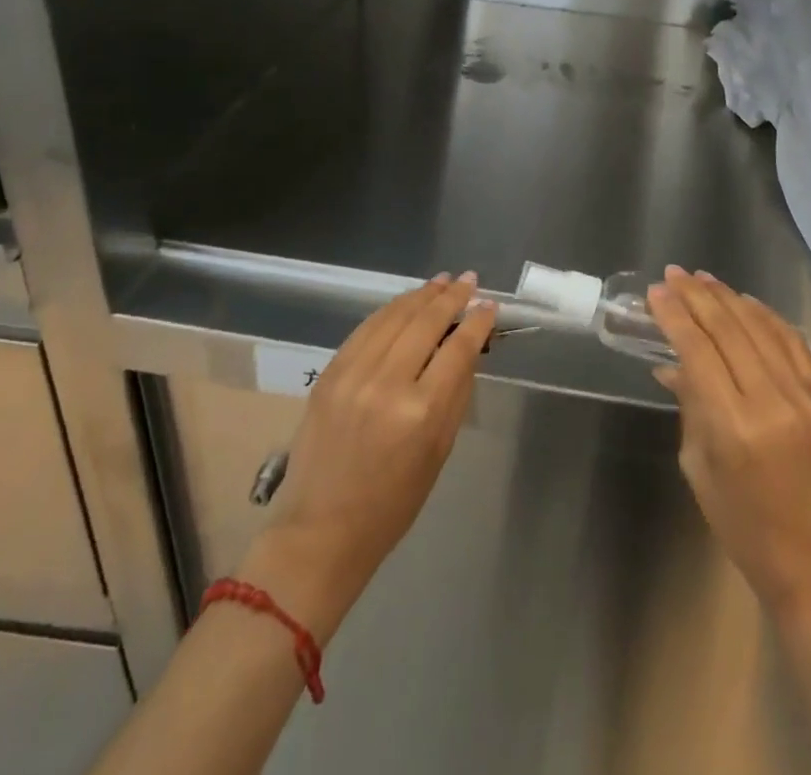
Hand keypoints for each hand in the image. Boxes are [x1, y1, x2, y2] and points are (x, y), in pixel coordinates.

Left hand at [237, 274, 494, 637]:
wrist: (321, 530)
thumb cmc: (393, 503)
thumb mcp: (439, 451)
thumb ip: (456, 393)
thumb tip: (468, 348)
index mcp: (421, 411)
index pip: (458, 348)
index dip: (477, 322)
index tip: (490, 305)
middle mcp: (386, 384)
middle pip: (426, 322)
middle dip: (452, 297)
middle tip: (469, 280)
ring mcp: (353, 375)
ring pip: (394, 317)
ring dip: (421, 295)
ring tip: (442, 282)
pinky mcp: (329, 374)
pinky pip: (365, 329)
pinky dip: (390, 311)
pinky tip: (405, 303)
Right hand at [647, 268, 810, 622]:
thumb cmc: (740, 522)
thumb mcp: (697, 466)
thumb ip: (689, 405)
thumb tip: (673, 363)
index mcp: (733, 426)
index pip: (698, 351)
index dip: (674, 316)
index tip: (656, 292)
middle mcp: (771, 402)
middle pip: (728, 330)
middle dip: (696, 296)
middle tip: (674, 274)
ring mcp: (804, 397)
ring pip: (761, 327)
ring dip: (729, 297)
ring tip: (703, 278)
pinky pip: (793, 342)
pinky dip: (767, 316)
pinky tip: (746, 302)